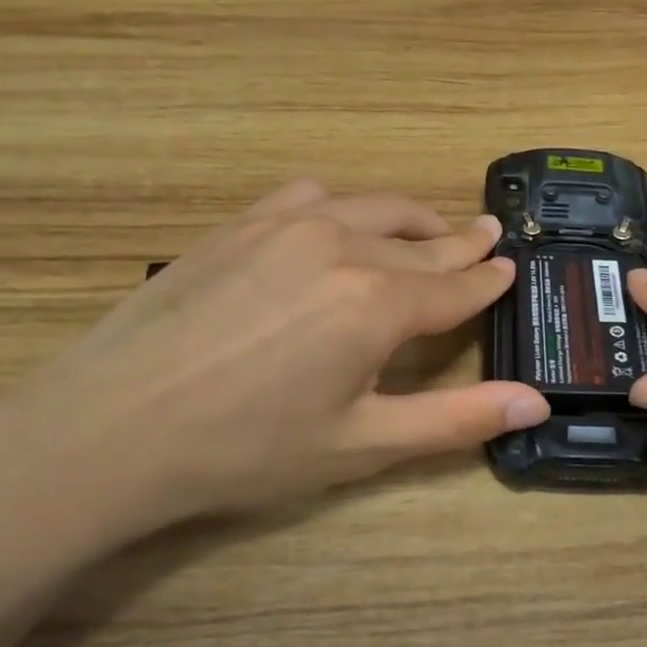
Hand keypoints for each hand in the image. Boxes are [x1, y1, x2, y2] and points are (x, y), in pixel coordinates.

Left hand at [0, 179, 548, 550]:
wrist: (109, 428)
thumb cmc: (246, 449)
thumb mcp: (362, 444)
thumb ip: (456, 418)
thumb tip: (537, 402)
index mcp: (377, 302)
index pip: (454, 287)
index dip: (487, 281)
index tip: (510, 267)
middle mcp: (340, 245)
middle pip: (419, 242)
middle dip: (459, 243)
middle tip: (487, 237)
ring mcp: (283, 225)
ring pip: (371, 208)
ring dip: (409, 220)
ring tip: (428, 231)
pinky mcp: (237, 224)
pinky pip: (311, 196)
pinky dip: (345, 206)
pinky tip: (339, 222)